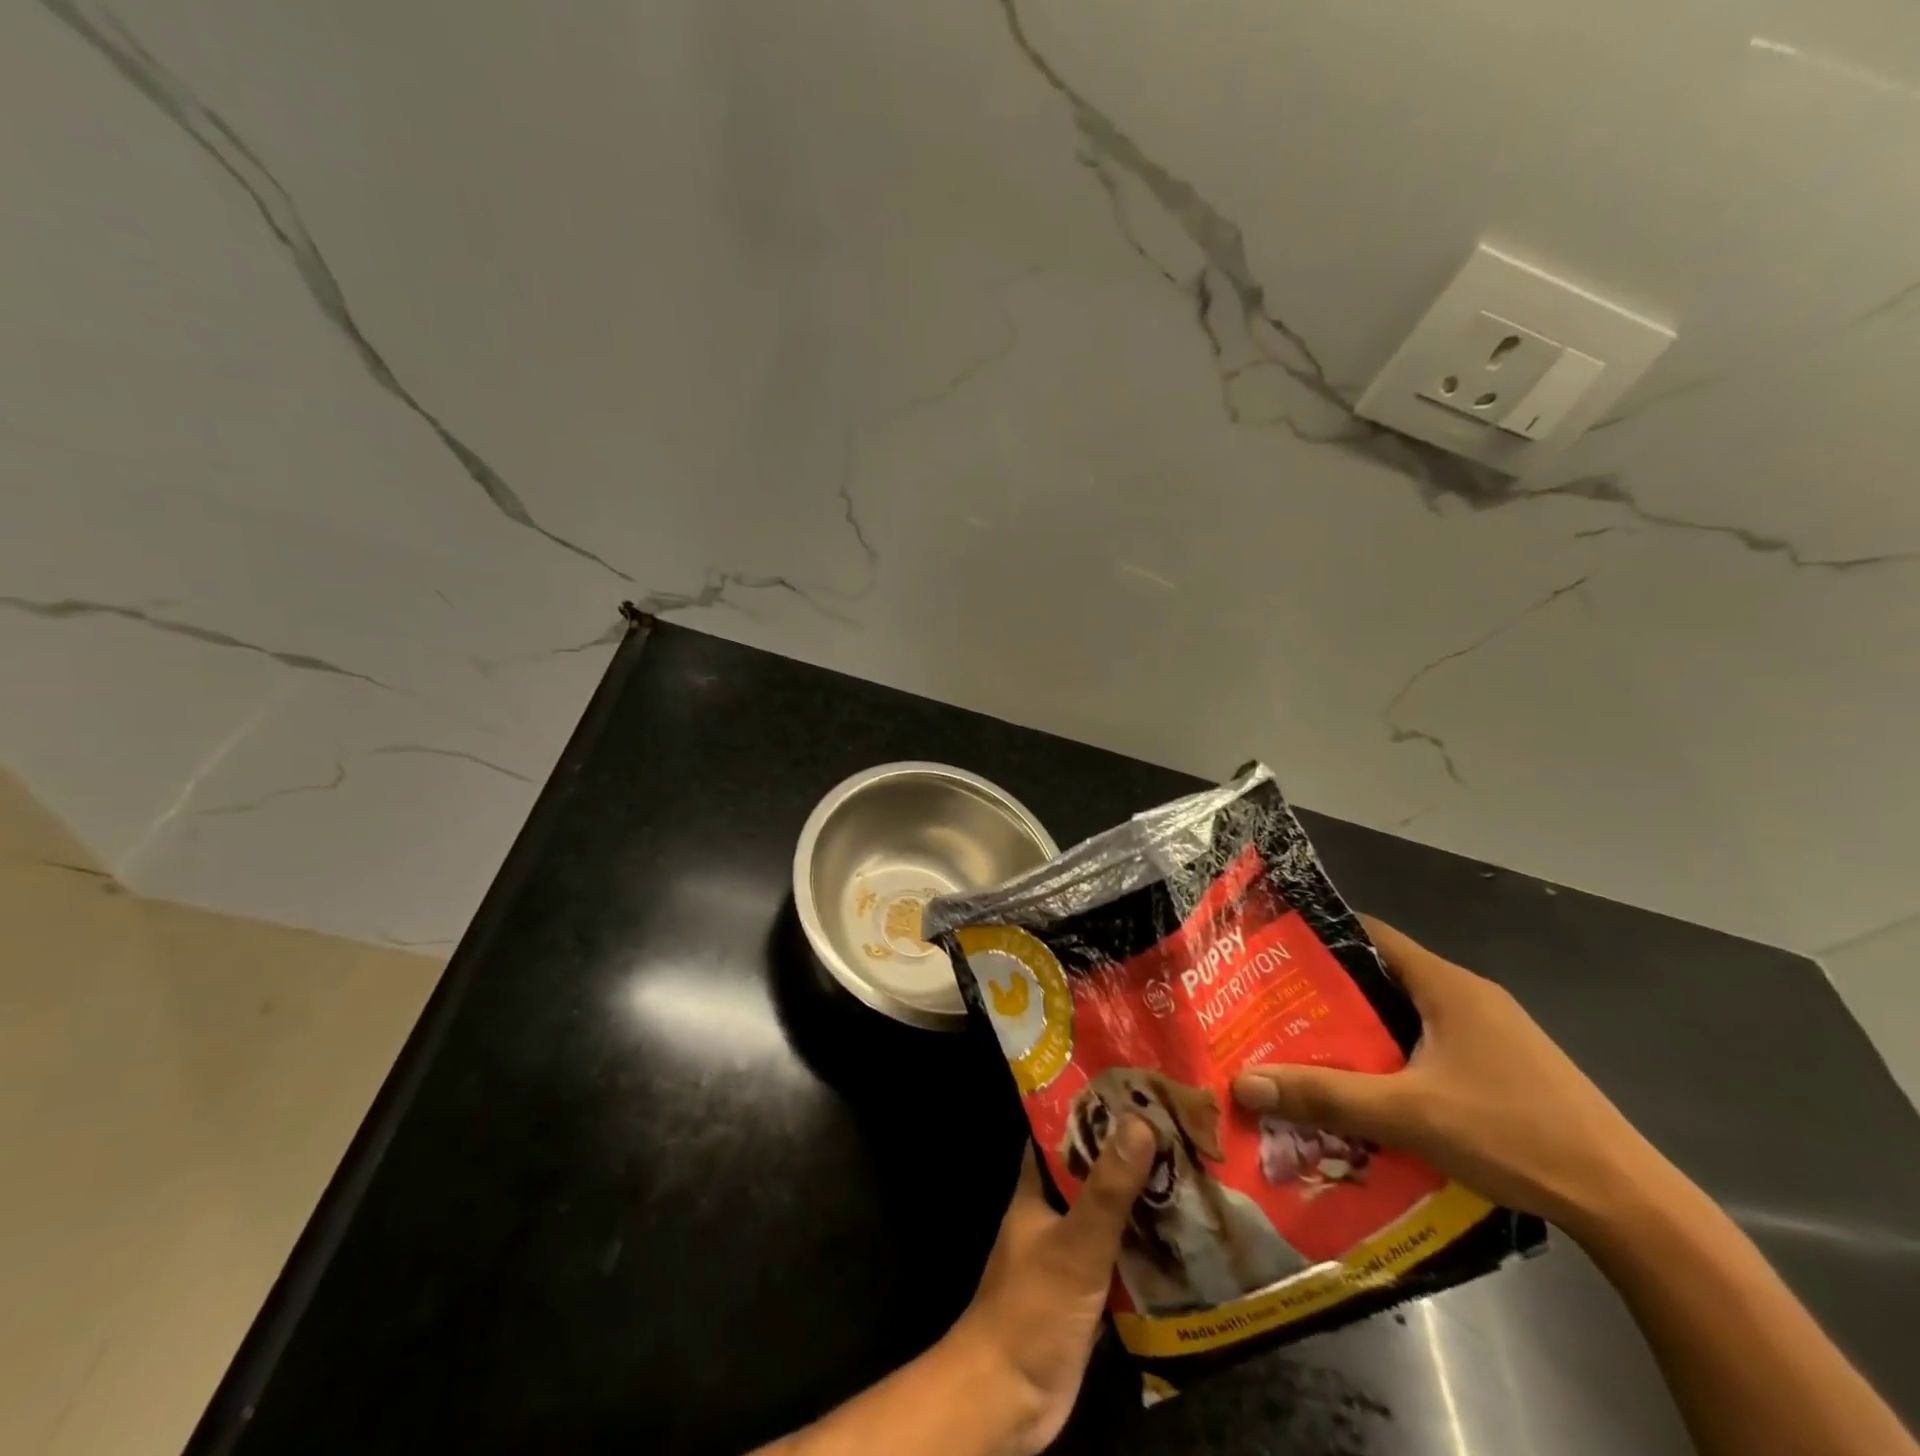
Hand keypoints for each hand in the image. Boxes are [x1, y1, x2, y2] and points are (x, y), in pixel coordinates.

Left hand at [943, 1118, 1154, 1455]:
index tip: (1137, 1089)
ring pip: (1112, 1212)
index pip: (1064, 1130)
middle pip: (1095, 1169)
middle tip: (1181, 1131)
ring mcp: (1070, 1250)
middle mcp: (1053, 1210)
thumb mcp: (1074, 1243)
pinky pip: (1123, 1256)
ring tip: (1195, 1174)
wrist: (1009, 1397)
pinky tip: (1187, 1238)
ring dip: (1145, 1200)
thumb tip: (1139, 1121)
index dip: (1095, 1108)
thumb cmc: (1032, 1307)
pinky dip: (1149, 1246)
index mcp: (1037, 1186)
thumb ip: (1107, 1188)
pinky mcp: (1088, 1290)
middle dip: (1131, 1154)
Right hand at [1231, 916, 1664, 1237]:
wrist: (1629, 1205)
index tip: (1274, 956)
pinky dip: (1396, 1057)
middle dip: (1331, 994)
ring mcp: (1493, 1033)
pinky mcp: (1506, 1069)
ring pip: (1408, 1015)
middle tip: (1280, 1012)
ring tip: (1312, 1051)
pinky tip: (1374, 1091)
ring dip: (1364, 1031)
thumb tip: (1243, 1082)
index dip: (1320, 938)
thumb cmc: (1513, 1134)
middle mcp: (1469, 997)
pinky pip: (1432, 1045)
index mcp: (1447, 985)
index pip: (1370, 934)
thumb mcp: (1408, 1114)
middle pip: (1383, 977)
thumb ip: (1325, 1096)